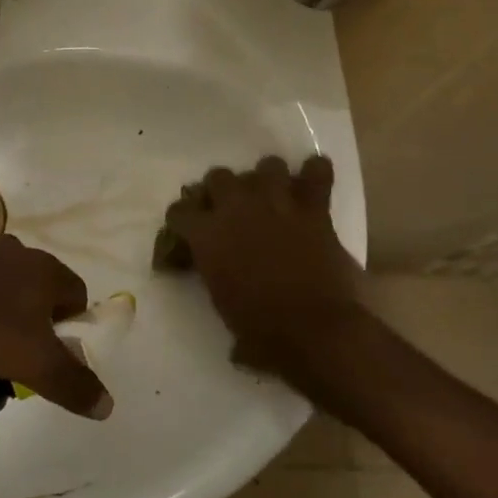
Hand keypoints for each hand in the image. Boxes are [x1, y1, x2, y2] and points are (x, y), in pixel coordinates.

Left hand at [0, 237, 111, 419]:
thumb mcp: (36, 365)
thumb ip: (73, 383)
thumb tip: (107, 405)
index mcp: (45, 268)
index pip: (76, 292)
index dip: (72, 325)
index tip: (55, 353)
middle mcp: (15, 250)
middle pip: (38, 285)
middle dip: (35, 316)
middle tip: (19, 353)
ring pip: (1, 281)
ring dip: (0, 307)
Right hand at [163, 156, 365, 378]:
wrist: (315, 332)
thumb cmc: (262, 331)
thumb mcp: (222, 305)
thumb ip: (216, 280)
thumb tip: (222, 284)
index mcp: (207, 235)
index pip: (180, 211)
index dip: (183, 220)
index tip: (187, 231)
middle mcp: (236, 209)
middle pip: (219, 177)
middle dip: (221, 190)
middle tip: (230, 210)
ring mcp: (276, 204)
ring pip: (267, 165)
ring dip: (266, 179)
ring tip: (271, 195)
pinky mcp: (313, 210)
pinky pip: (317, 175)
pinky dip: (316, 173)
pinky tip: (314, 177)